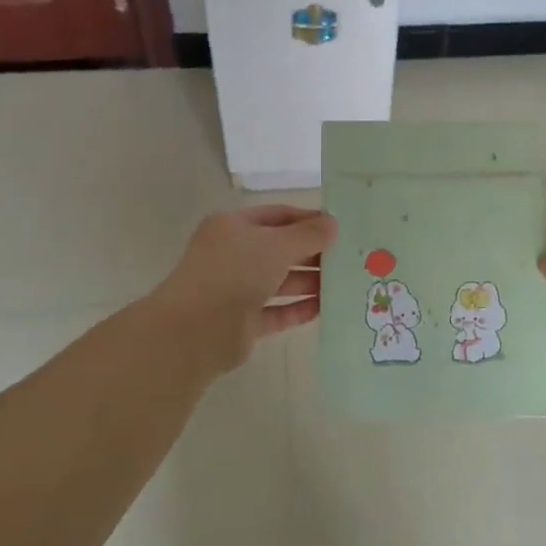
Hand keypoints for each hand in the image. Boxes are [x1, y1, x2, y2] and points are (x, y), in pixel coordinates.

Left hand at [151, 206, 335, 376]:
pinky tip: (325, 308)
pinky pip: (277, 311)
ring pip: (280, 282)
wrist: (197, 330)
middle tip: (348, 258)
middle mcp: (233, 255)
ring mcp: (236, 289)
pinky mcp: (243, 322)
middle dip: (313, 253)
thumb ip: (308, 234)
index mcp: (233, 227)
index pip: (278, 215)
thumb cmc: (235, 272)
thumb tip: (333, 223)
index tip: (340, 226)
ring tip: (344, 283)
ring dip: (309, 282)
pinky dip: (298, 309)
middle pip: (280, 249)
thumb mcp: (277, 245)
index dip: (308, 219)